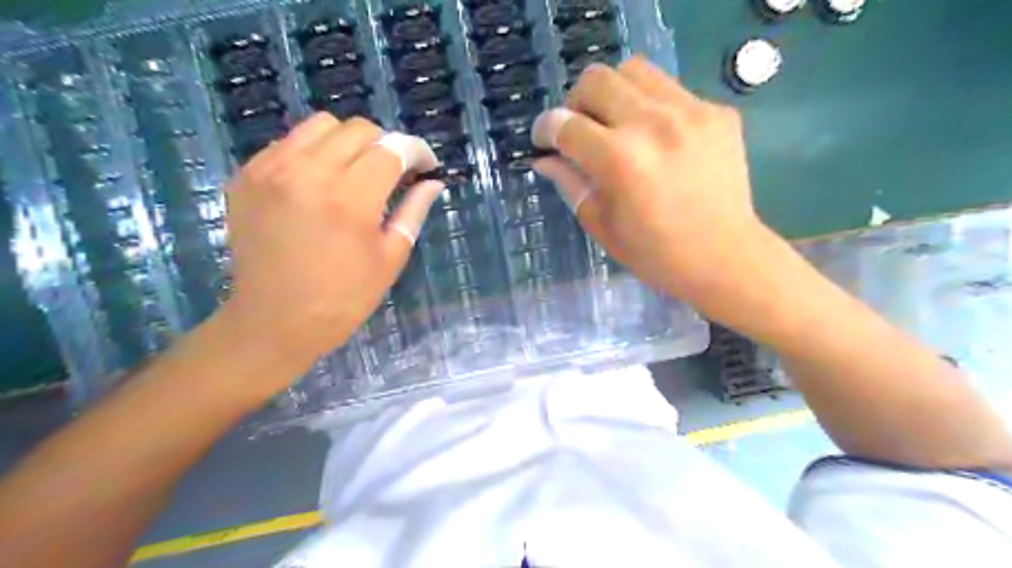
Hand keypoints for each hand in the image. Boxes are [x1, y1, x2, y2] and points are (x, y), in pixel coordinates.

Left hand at [221, 114, 442, 369]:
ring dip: (349, 142)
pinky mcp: (246, 176)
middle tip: (394, 172)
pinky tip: (321, 182)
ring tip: (357, 171)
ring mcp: (270, 170)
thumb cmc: (343, 298)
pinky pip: (289, 142)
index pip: (392, 149)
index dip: (417, 151)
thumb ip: (413, 211)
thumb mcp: (390, 258)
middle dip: (386, 144)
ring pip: (321, 125)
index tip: (427, 165)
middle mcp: (307, 172)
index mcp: (350, 199)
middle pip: (358, 129)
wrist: (273, 321)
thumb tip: (433, 182)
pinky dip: (314, 152)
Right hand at [533, 55, 762, 308]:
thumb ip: (570, 183)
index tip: (544, 140)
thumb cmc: (655, 254)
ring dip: (614, 94)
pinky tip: (658, 139)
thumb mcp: (601, 224)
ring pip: (635, 70)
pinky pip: (671, 90)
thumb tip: (545, 159)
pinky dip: (651, 107)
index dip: (545, 129)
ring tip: (617, 125)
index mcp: (620, 160)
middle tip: (581, 130)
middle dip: (576, 102)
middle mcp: (653, 124)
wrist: (724, 258)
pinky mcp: (717, 112)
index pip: (565, 124)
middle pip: (596, 79)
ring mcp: (691, 112)